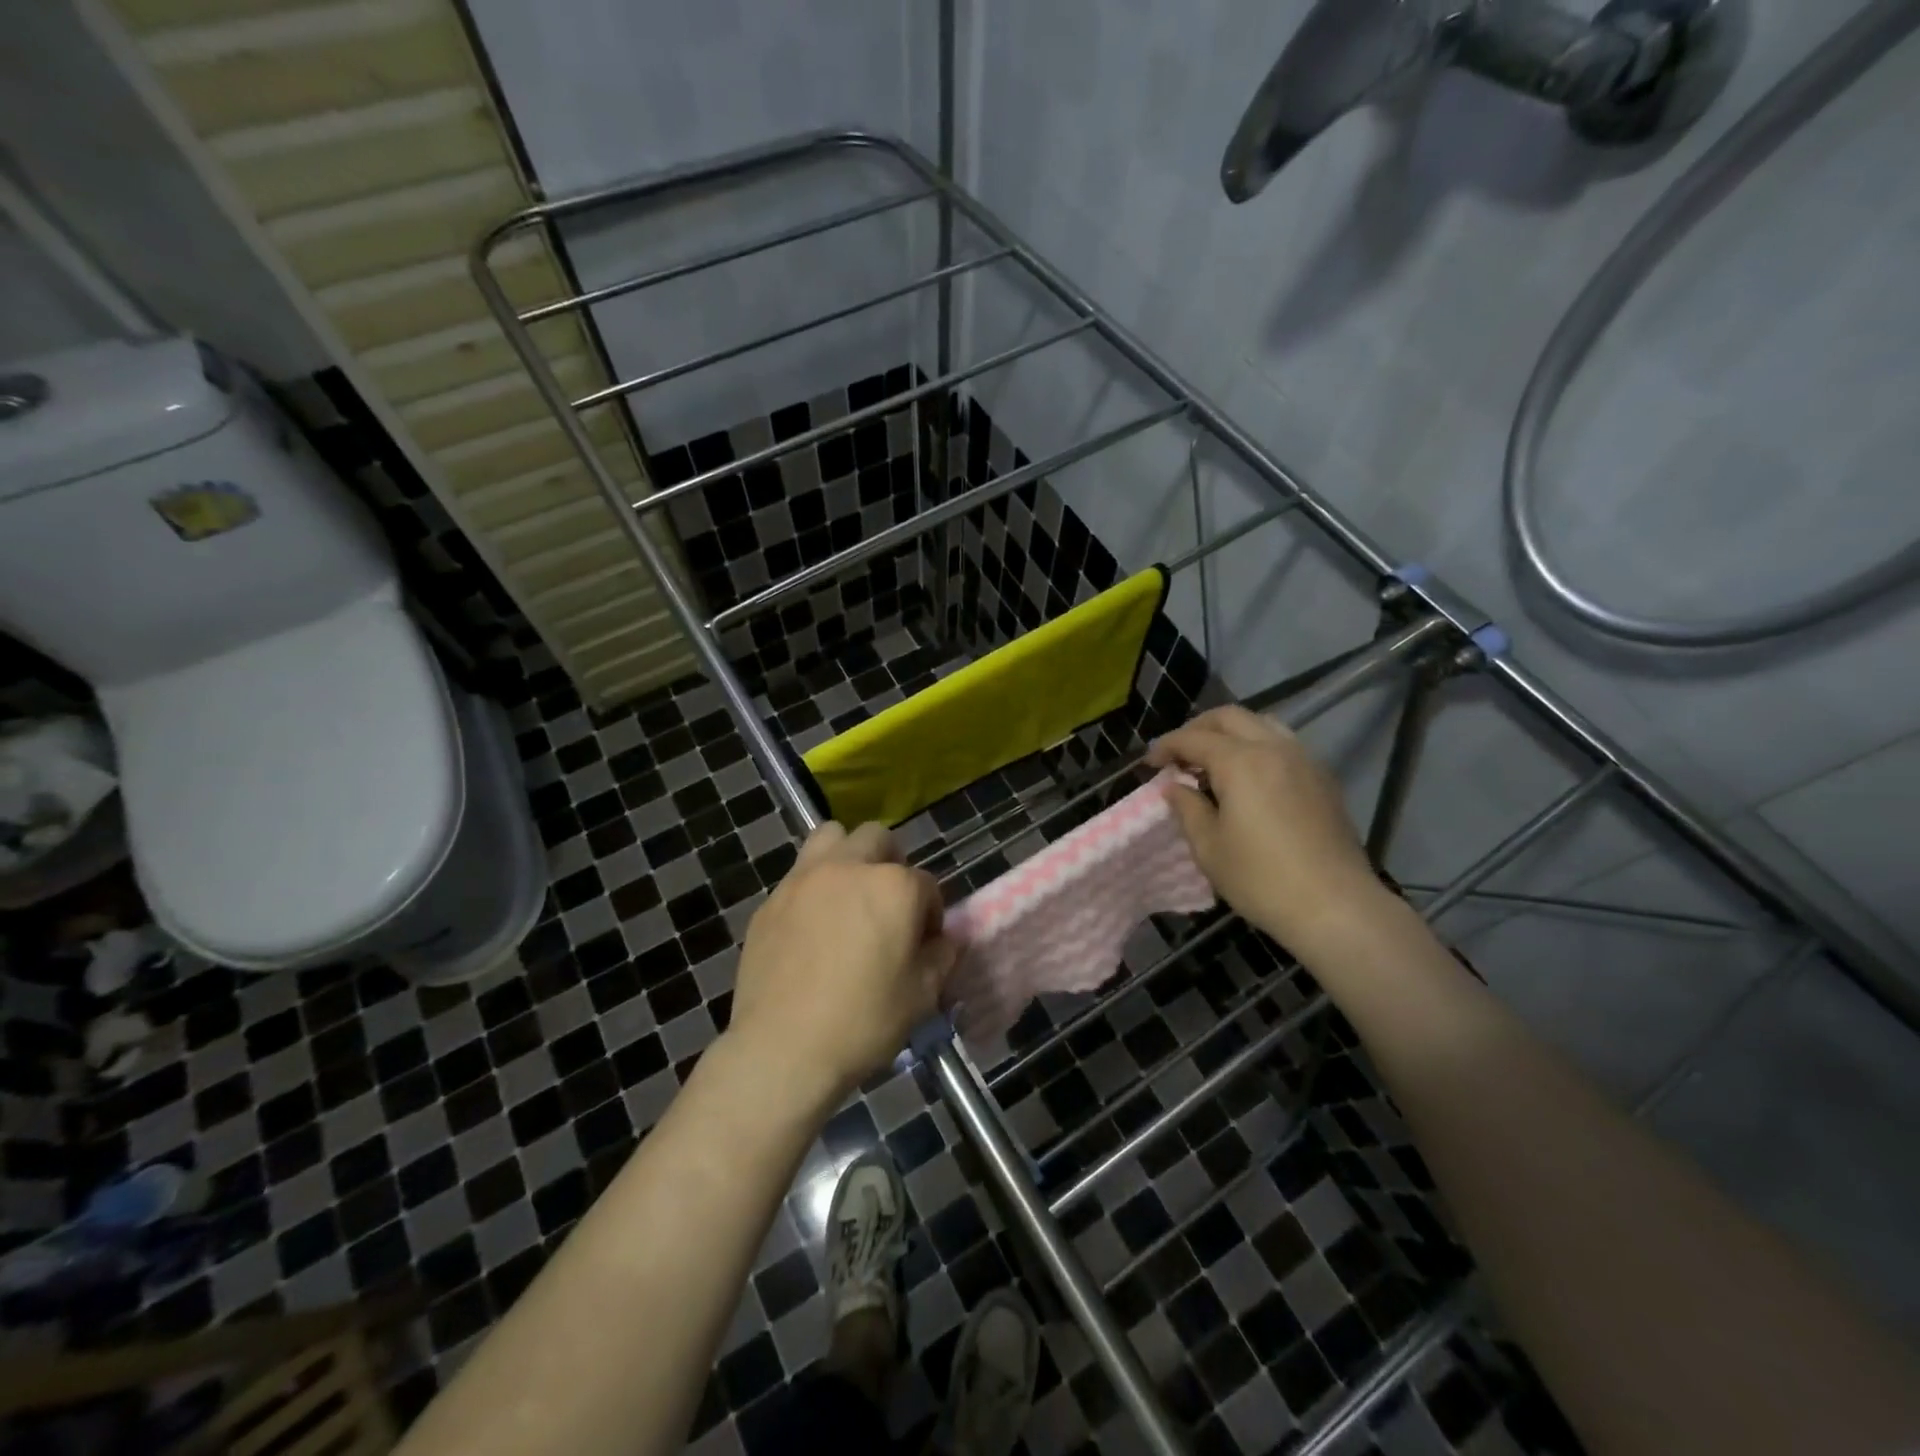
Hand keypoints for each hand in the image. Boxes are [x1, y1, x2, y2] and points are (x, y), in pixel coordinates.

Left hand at [728, 822, 957, 1106]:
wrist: (783, 1048)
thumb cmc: (863, 1021)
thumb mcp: (922, 995)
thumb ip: (942, 956)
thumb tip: (943, 940)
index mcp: (894, 886)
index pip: (926, 883)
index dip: (930, 913)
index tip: (924, 943)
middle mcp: (849, 868)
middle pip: (878, 839)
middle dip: (891, 863)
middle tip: (888, 905)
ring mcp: (804, 879)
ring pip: (831, 837)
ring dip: (847, 855)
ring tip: (848, 895)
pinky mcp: (772, 900)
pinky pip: (799, 875)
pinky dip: (814, 888)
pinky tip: (812, 927)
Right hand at [1147, 706, 1391, 954]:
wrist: (1335, 907)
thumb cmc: (1262, 879)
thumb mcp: (1209, 848)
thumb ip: (1187, 808)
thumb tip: (1175, 787)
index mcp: (1241, 762)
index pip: (1193, 738)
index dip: (1166, 746)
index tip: (1149, 763)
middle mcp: (1274, 748)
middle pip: (1229, 717)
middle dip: (1198, 728)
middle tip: (1179, 754)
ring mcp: (1304, 760)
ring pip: (1261, 724)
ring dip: (1230, 733)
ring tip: (1213, 761)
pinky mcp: (1323, 779)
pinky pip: (1283, 744)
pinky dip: (1257, 746)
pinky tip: (1248, 778)